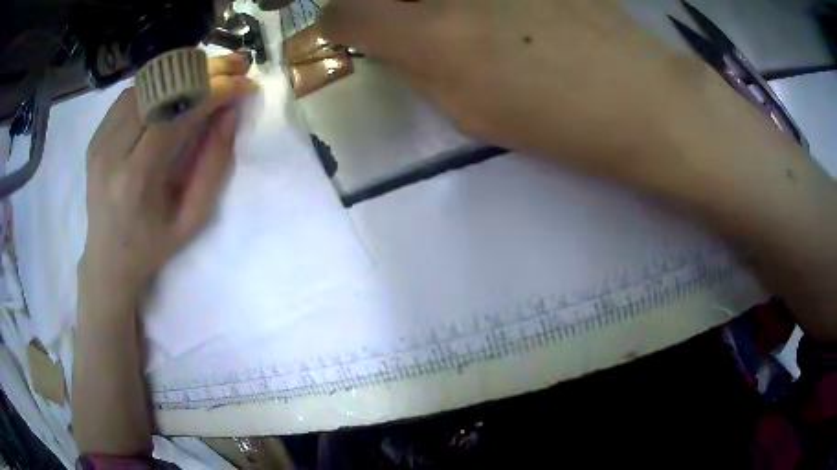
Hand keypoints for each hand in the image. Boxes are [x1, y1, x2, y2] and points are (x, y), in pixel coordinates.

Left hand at [80, 54, 254, 293]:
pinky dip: (159, 85)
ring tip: (210, 76)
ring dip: (182, 74)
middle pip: (160, 89)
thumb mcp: (192, 218)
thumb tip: (229, 114)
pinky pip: (131, 94)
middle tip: (236, 64)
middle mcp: (111, 152)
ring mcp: (99, 141)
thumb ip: (213, 165)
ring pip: (146, 84)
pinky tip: (175, 92)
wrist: (108, 258)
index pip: (176, 113)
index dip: (214, 90)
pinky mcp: (96, 136)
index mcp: (135, 179)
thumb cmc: (152, 245)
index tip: (244, 82)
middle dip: (204, 71)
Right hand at [320, 0, 698, 172]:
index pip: (345, 12)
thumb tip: (389, 41)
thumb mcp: (469, 111)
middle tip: (401, 21)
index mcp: (433, 34)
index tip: (347, 29)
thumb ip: (417, 68)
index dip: (338, 21)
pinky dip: (485, 6)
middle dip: (380, 4)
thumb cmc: (558, 120)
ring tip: (466, 25)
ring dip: (431, 6)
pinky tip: (504, 15)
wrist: (637, 96)